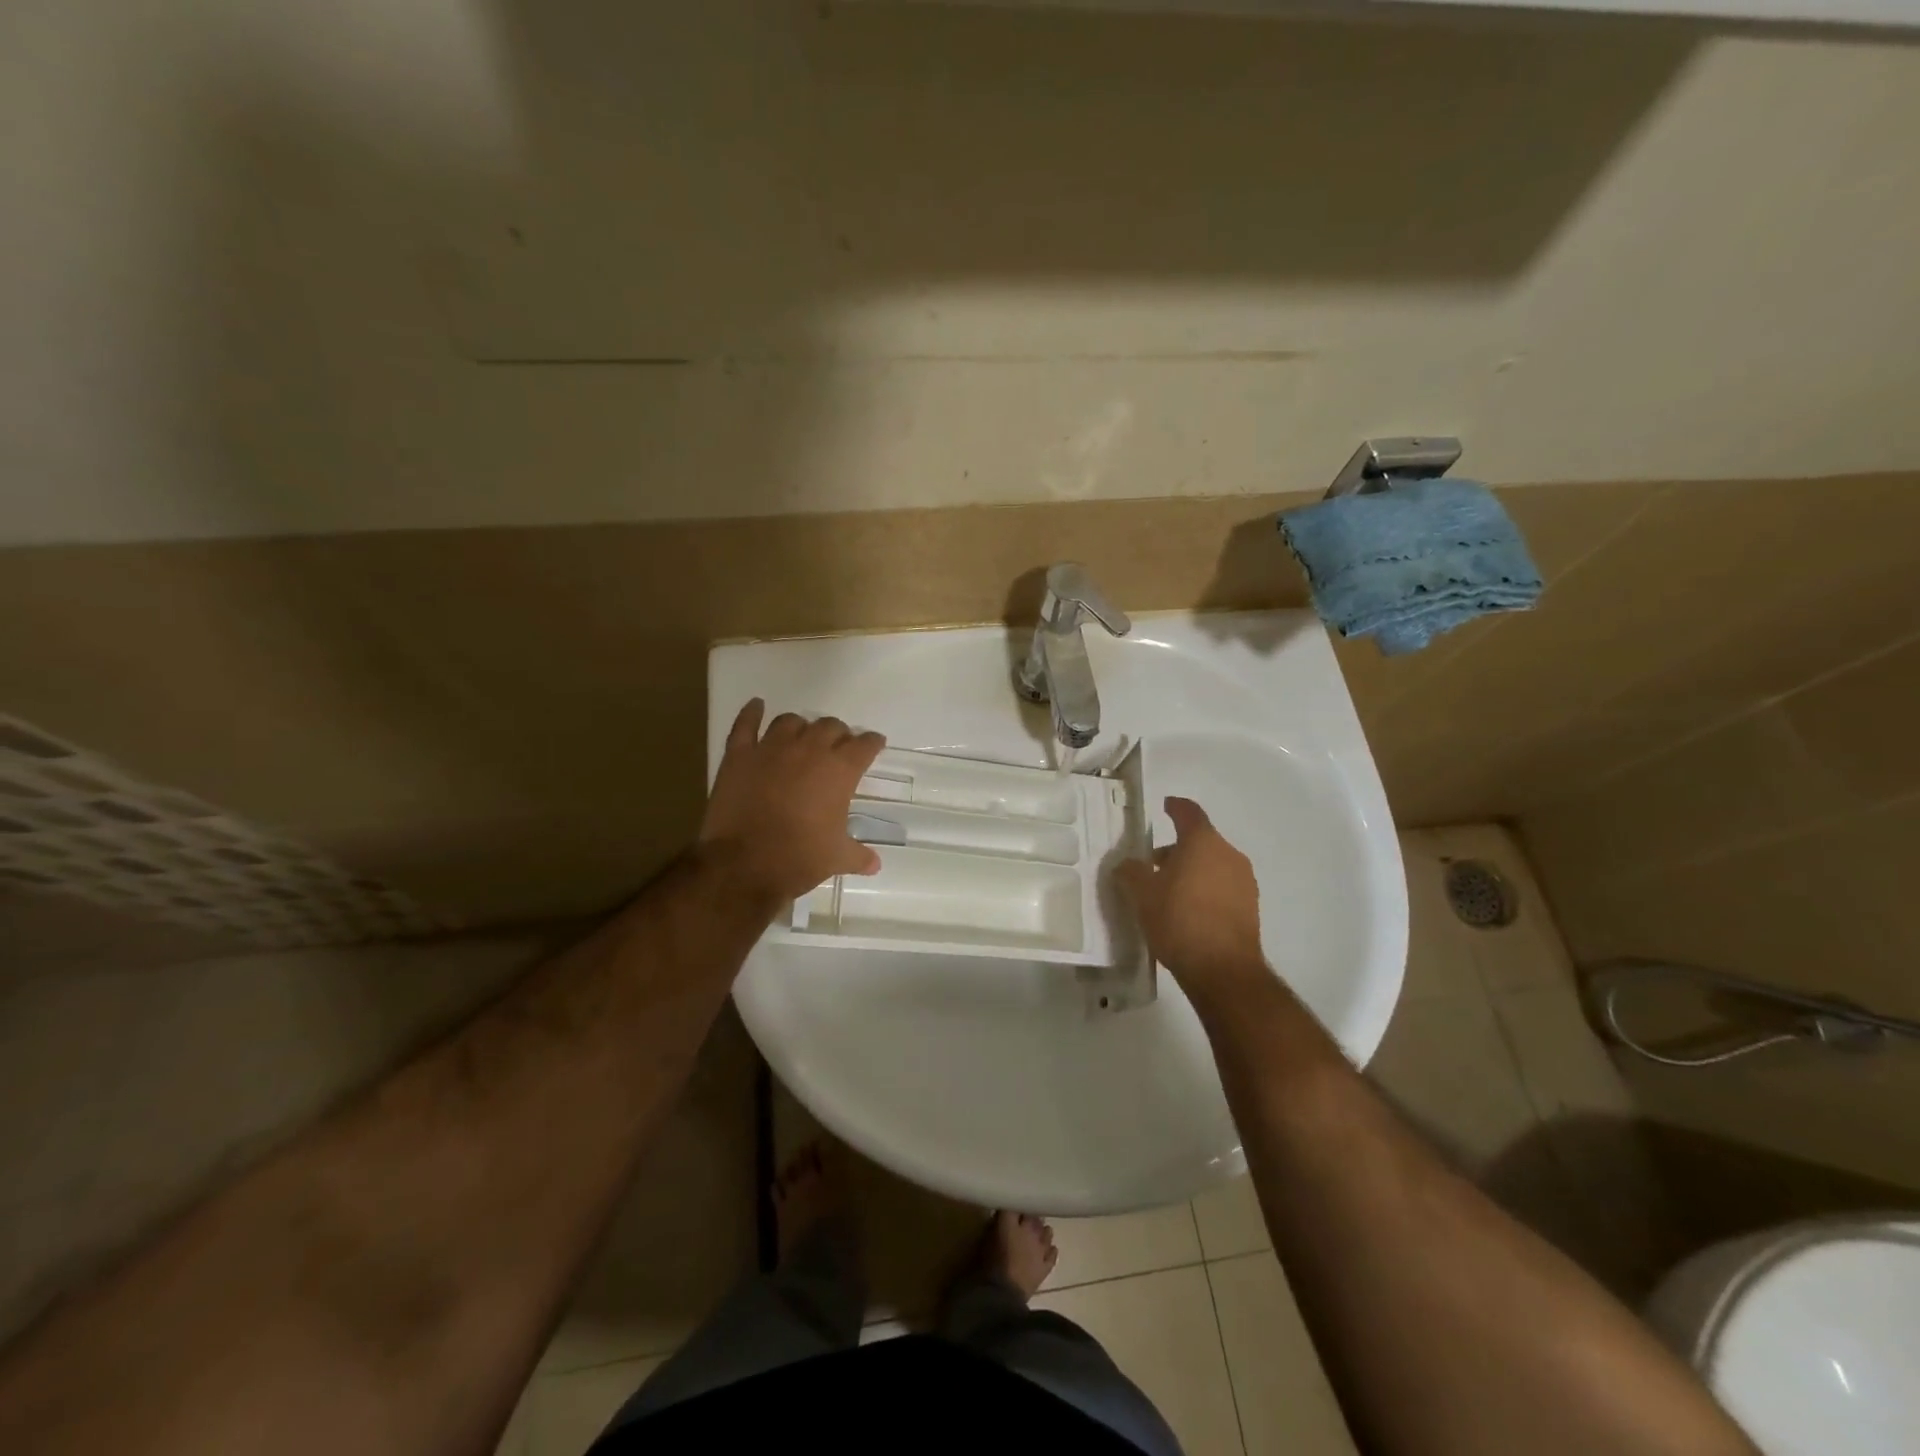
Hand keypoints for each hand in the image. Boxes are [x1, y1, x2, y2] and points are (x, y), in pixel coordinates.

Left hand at [700, 699, 886, 902]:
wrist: (744, 864)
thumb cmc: (799, 858)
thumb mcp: (836, 858)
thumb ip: (858, 856)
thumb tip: (875, 865)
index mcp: (840, 771)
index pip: (864, 745)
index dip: (872, 743)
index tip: (874, 744)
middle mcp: (809, 750)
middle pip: (829, 726)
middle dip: (838, 734)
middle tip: (838, 747)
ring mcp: (771, 748)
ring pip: (791, 721)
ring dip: (801, 726)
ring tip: (802, 736)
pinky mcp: (739, 755)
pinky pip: (745, 725)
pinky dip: (751, 713)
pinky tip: (756, 706)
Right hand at [1117, 797, 1268, 998]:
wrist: (1223, 970)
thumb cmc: (1179, 920)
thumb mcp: (1142, 894)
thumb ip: (1131, 872)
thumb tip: (1127, 864)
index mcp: (1203, 842)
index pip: (1189, 813)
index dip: (1175, 807)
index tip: (1165, 805)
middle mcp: (1228, 855)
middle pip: (1200, 841)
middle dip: (1176, 849)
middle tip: (1152, 864)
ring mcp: (1244, 882)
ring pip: (1212, 865)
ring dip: (1191, 871)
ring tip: (1167, 892)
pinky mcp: (1250, 908)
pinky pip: (1222, 887)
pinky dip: (1205, 890)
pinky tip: (1187, 912)